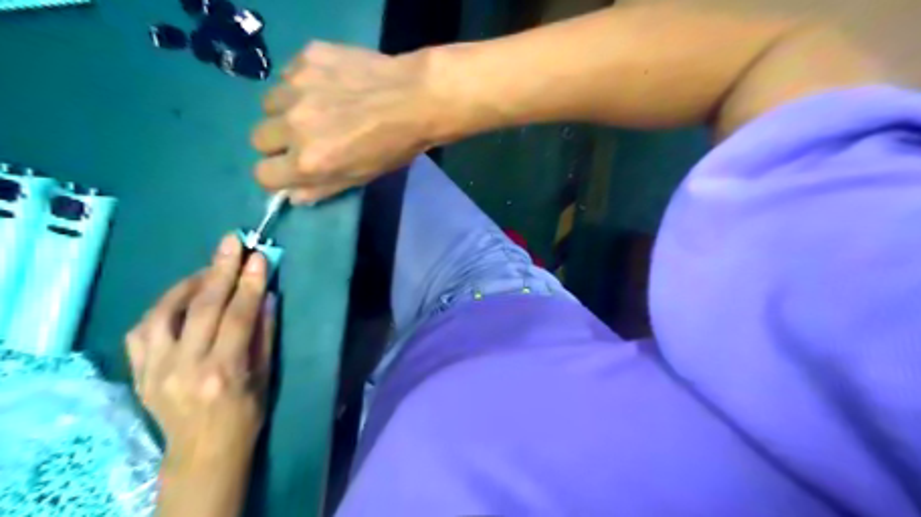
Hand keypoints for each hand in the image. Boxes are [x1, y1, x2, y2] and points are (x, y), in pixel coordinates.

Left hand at [128, 235, 274, 467]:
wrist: (203, 451)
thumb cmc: (246, 414)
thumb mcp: (266, 376)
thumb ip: (264, 334)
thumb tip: (266, 296)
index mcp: (223, 371)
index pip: (238, 316)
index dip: (250, 283)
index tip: (259, 256)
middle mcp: (185, 367)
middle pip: (202, 308)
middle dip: (220, 270)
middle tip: (231, 242)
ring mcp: (155, 369)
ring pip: (165, 312)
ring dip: (188, 283)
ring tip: (208, 268)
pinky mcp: (139, 371)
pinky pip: (142, 329)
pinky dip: (162, 306)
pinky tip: (180, 297)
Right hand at [250, 41, 440, 201]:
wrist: (416, 98)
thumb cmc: (393, 147)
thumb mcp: (360, 178)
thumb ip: (321, 188)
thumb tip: (291, 195)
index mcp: (308, 162)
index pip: (263, 175)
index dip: (276, 174)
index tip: (288, 167)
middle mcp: (294, 126)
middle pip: (258, 139)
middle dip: (278, 142)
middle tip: (305, 136)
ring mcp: (296, 88)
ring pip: (269, 104)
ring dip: (286, 110)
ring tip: (317, 107)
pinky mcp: (306, 58)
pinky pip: (287, 75)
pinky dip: (301, 83)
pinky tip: (329, 85)